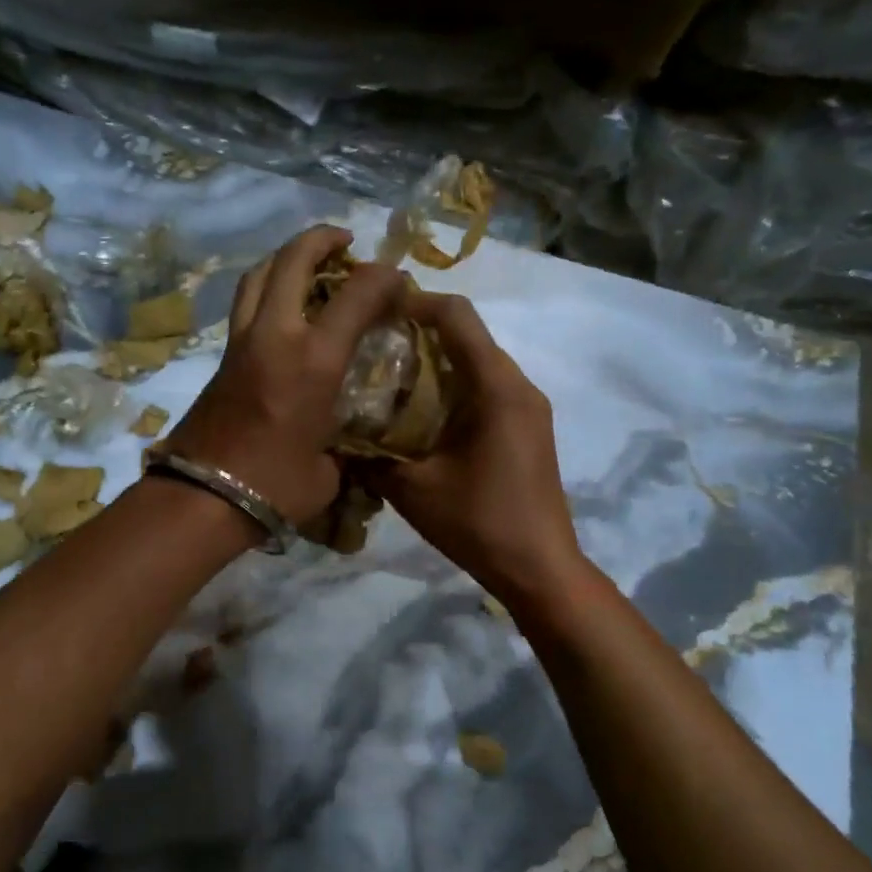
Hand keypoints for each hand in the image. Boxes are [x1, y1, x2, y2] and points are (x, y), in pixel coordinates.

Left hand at [166, 225, 402, 525]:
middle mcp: (275, 335)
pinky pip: (246, 303)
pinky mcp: (222, 356)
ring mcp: (242, 342)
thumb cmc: (274, 487)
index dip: (384, 277)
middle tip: (344, 242)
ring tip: (308, 263)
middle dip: (322, 240)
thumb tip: (344, 440)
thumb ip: (343, 443)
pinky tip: (284, 306)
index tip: (398, 282)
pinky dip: (267, 287)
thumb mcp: (328, 469)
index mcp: (313, 360)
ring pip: (259, 274)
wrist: (201, 497)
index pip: (357, 293)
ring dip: (286, 257)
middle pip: (293, 260)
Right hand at [364, 292, 587, 606]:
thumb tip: (332, 436)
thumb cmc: (478, 523)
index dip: (414, 302)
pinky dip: (451, 386)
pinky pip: (486, 388)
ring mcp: (528, 406)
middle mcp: (519, 386)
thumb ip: (370, 456)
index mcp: (497, 388)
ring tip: (387, 378)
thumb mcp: (411, 489)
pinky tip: (418, 413)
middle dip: (419, 331)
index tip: (373, 311)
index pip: (457, 316)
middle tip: (370, 346)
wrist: (539, 569)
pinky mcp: (526, 427)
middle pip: (468, 334)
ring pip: (477, 361)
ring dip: (435, 361)